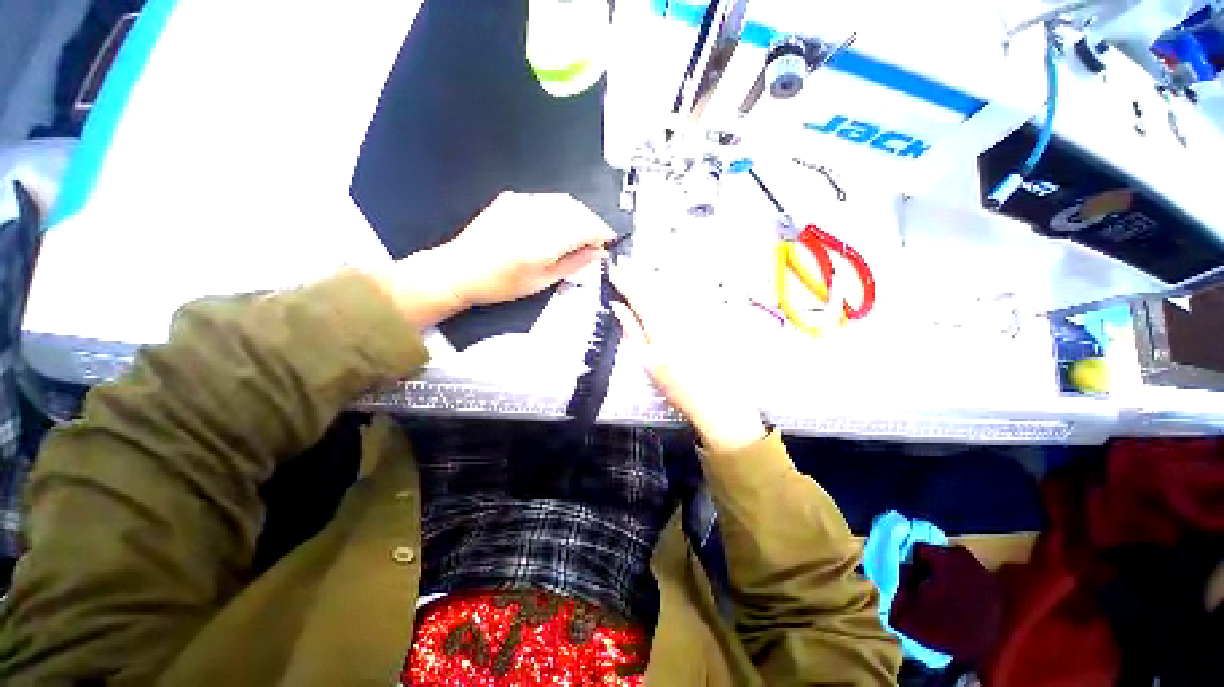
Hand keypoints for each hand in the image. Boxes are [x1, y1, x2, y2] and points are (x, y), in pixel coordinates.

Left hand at [377, 192, 615, 328]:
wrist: (460, 270)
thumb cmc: (502, 285)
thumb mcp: (542, 281)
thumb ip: (574, 264)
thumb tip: (598, 253)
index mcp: (542, 242)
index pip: (584, 227)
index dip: (601, 233)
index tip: (608, 242)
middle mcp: (533, 216)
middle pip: (576, 209)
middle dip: (592, 222)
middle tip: (597, 240)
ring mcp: (521, 203)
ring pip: (563, 201)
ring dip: (578, 214)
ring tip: (582, 232)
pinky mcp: (511, 199)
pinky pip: (546, 199)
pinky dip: (560, 210)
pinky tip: (559, 224)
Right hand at [609, 265, 766, 452]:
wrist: (716, 397)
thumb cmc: (675, 384)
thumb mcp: (647, 360)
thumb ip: (631, 330)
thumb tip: (617, 306)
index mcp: (658, 322)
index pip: (637, 294)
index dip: (624, 281)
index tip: (613, 270)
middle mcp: (676, 310)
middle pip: (654, 285)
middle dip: (637, 272)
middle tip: (625, 260)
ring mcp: (694, 310)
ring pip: (671, 285)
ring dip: (655, 274)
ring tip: (642, 265)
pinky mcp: (709, 314)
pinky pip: (690, 292)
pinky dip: (676, 283)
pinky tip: (671, 278)